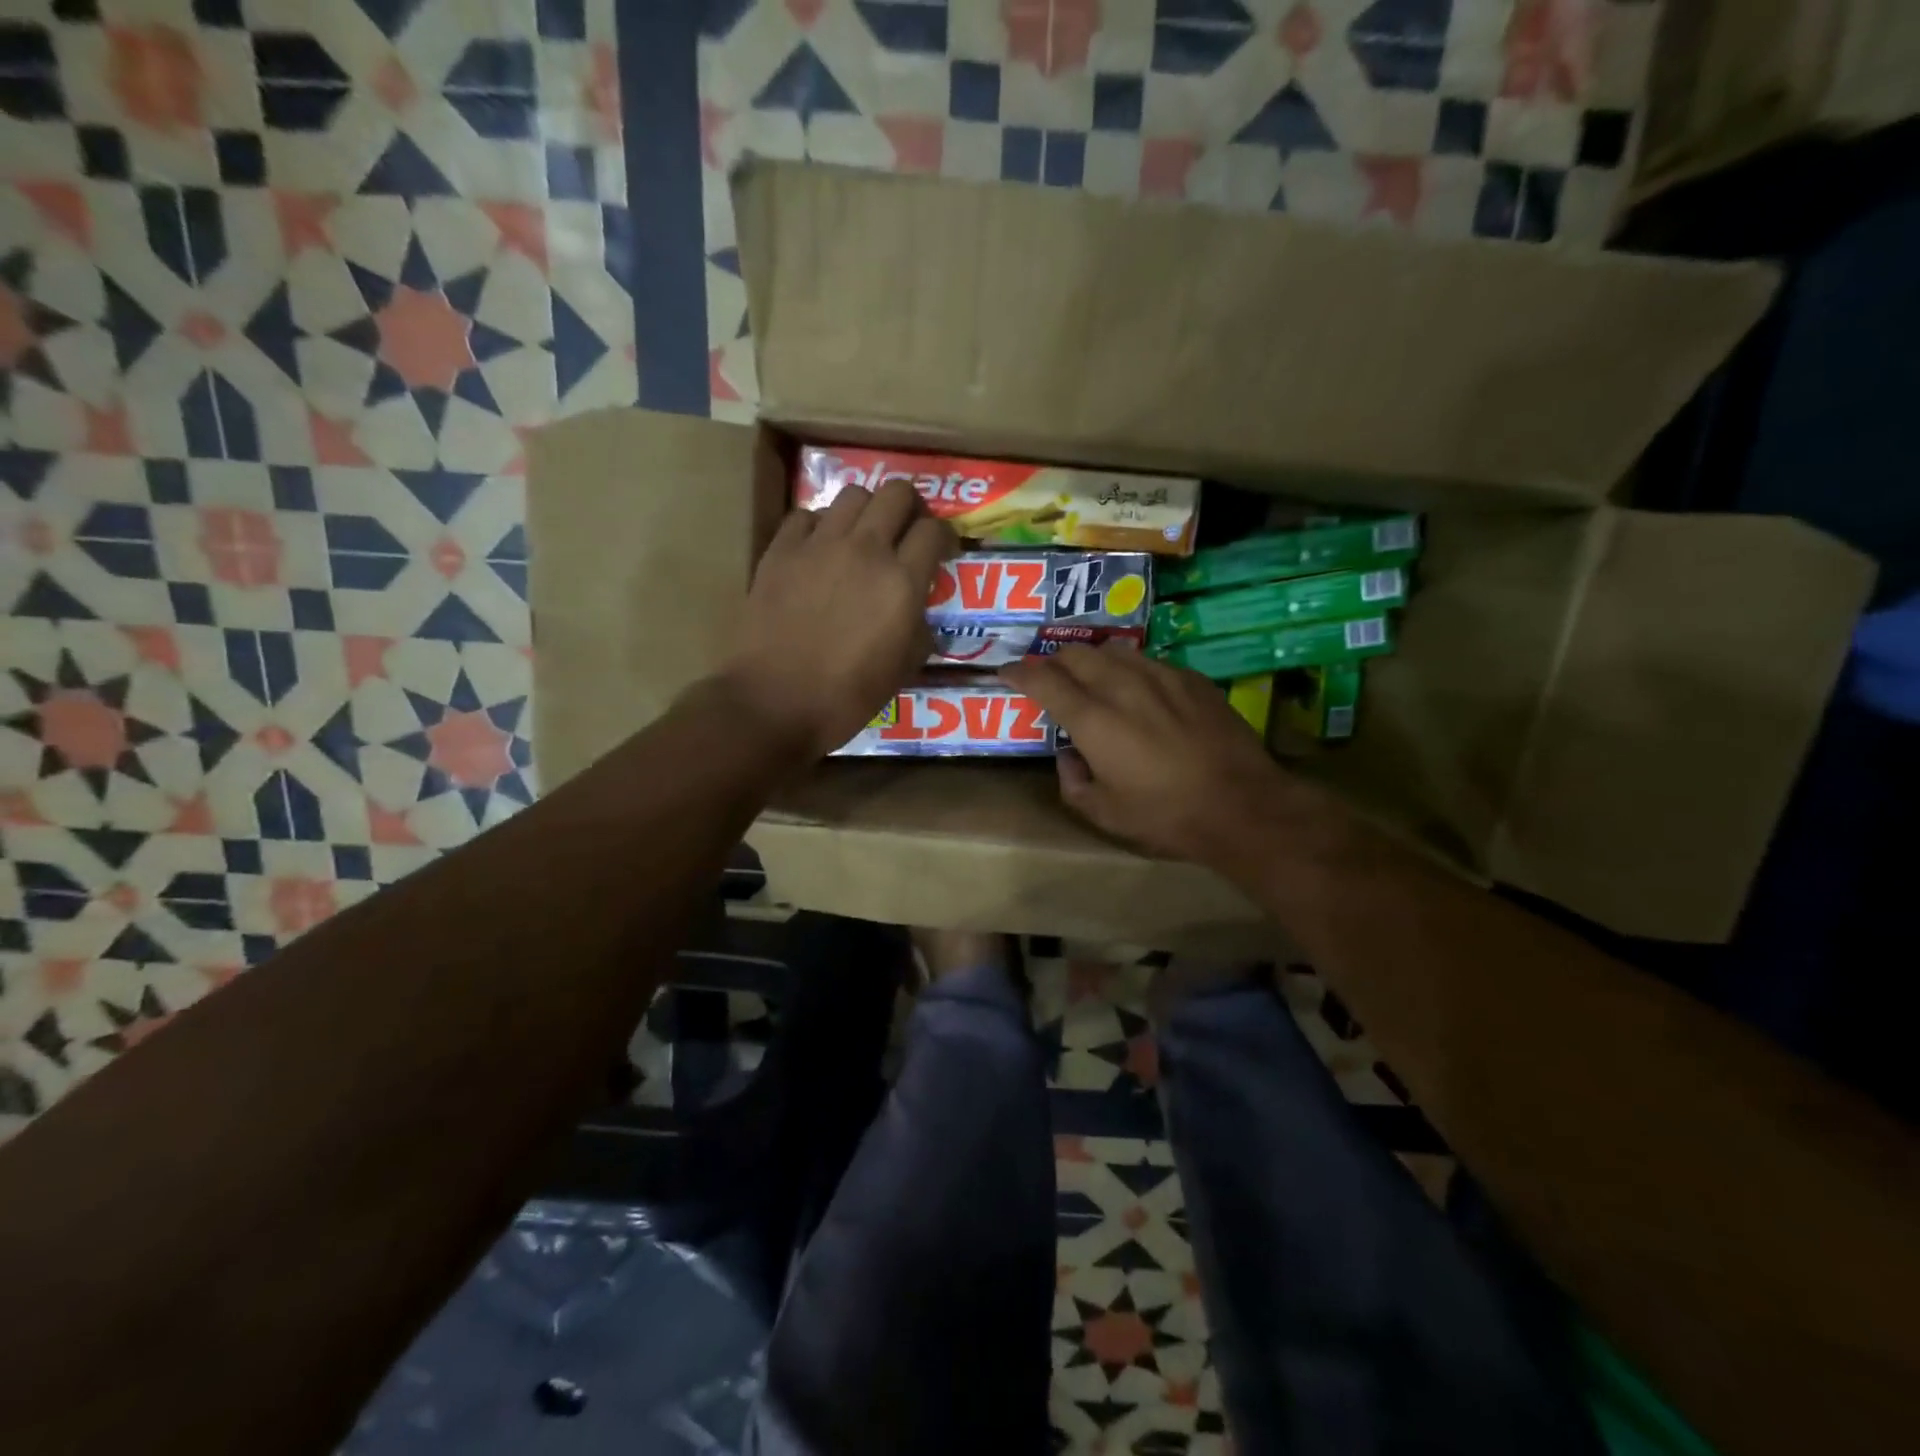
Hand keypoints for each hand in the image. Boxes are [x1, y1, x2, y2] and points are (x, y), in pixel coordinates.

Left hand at [720, 479, 956, 758]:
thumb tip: (918, 614)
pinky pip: (807, 516)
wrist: (774, 702)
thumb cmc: (846, 697)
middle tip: (907, 531)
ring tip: (863, 537)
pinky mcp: (780, 551)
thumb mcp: (902, 670)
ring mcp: (818, 545)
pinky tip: (820, 549)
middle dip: (910, 507)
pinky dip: (821, 526)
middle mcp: (864, 550)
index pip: (934, 531)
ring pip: (852, 494)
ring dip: (866, 511)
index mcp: (901, 582)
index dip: (945, 537)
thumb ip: (920, 631)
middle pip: (897, 493)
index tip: (943, 551)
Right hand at [1000, 644, 1313, 864]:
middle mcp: (1122, 686)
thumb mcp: (1105, 814)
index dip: (1019, 672)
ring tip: (1093, 677)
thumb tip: (1068, 756)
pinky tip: (1140, 690)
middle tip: (1050, 677)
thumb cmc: (1165, 815)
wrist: (1242, 805)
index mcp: (1093, 719)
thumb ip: (1073, 782)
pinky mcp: (1191, 678)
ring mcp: (1160, 676)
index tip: (1007, 672)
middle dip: (1054, 661)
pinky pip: (1149, 660)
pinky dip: (1131, 669)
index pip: (1043, 680)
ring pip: (1113, 650)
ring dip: (1093, 660)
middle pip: (1076, 654)